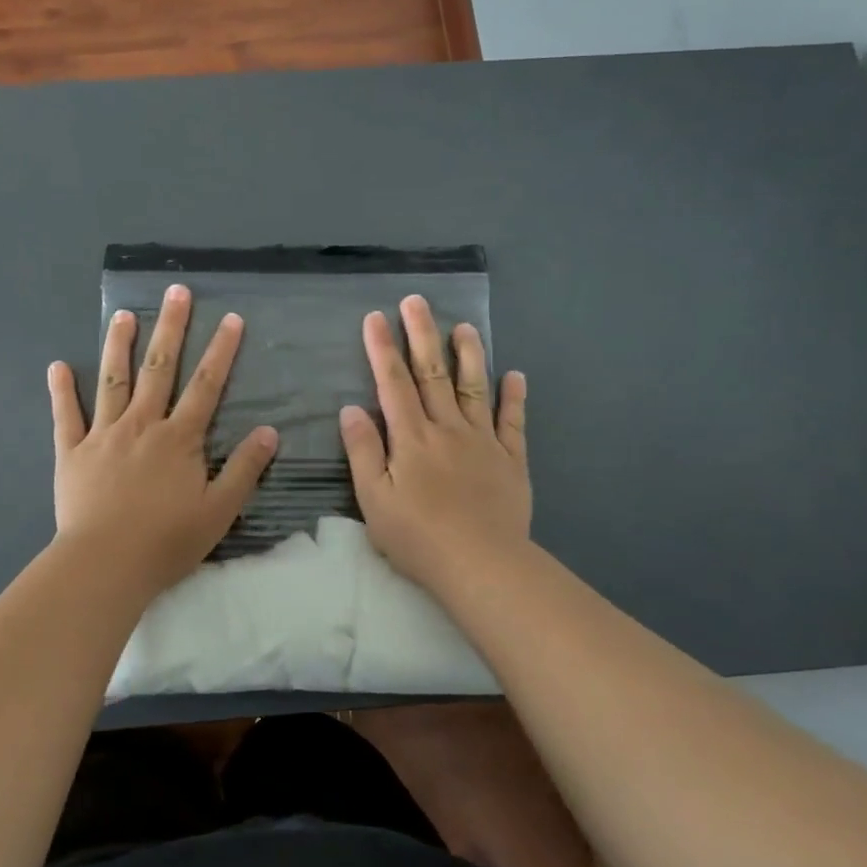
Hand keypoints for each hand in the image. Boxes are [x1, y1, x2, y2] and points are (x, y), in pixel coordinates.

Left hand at [49, 283, 277, 594]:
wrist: (105, 564)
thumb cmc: (166, 541)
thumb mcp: (219, 510)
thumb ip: (244, 469)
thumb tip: (269, 431)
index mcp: (179, 438)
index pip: (206, 385)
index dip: (221, 351)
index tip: (230, 318)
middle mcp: (142, 425)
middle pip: (158, 368)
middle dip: (169, 328)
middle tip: (175, 291)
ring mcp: (103, 435)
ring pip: (112, 381)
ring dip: (118, 346)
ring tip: (123, 314)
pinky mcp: (72, 452)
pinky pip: (66, 416)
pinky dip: (61, 391)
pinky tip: (57, 366)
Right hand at [339, 295, 530, 591]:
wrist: (482, 565)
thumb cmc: (418, 537)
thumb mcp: (374, 499)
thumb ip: (363, 451)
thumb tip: (350, 408)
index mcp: (411, 437)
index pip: (393, 383)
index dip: (382, 348)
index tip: (375, 317)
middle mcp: (447, 428)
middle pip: (433, 373)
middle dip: (422, 334)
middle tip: (416, 301)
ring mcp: (483, 441)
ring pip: (474, 388)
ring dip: (469, 354)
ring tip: (464, 326)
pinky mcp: (511, 460)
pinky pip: (512, 422)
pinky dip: (514, 397)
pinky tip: (515, 375)